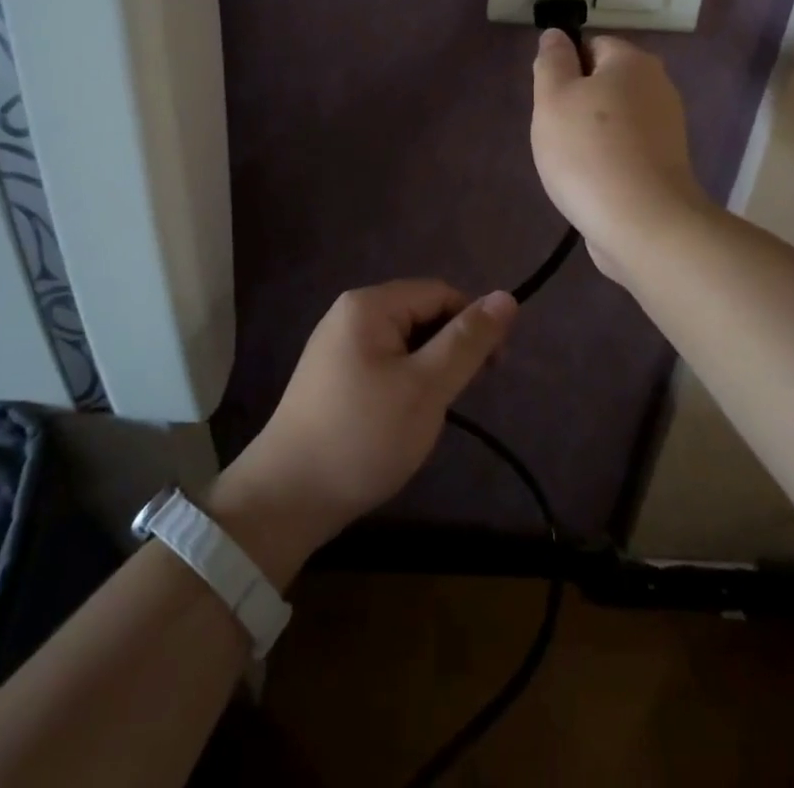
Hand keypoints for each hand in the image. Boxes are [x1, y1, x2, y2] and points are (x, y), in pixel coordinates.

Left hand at [207, 280, 516, 583]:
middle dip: (448, 350)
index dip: (472, 324)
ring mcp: (335, 345)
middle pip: (420, 314)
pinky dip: (403, 383)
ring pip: (403, 343)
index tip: (493, 370)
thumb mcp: (426, 387)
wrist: (286, 499)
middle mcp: (349, 314)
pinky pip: (382, 363)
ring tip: (429, 414)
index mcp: (369, 305)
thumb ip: (467, 341)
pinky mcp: (330, 376)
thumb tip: (507, 296)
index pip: (440, 293)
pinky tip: (402, 419)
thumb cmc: (363, 436)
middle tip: (459, 398)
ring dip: (427, 370)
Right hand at [531, 30, 710, 281]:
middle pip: (605, 83)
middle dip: (577, 104)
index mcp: (633, 62)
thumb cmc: (589, 151)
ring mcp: (667, 128)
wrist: (643, 223)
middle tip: (557, 133)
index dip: (565, 69)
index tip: (550, 101)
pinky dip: (609, 161)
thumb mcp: (553, 98)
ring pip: (615, 119)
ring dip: (591, 136)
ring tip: (573, 165)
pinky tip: (594, 183)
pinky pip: (627, 149)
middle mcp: (658, 87)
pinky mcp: (667, 165)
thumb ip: (552, 61)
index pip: (592, 45)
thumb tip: (556, 35)